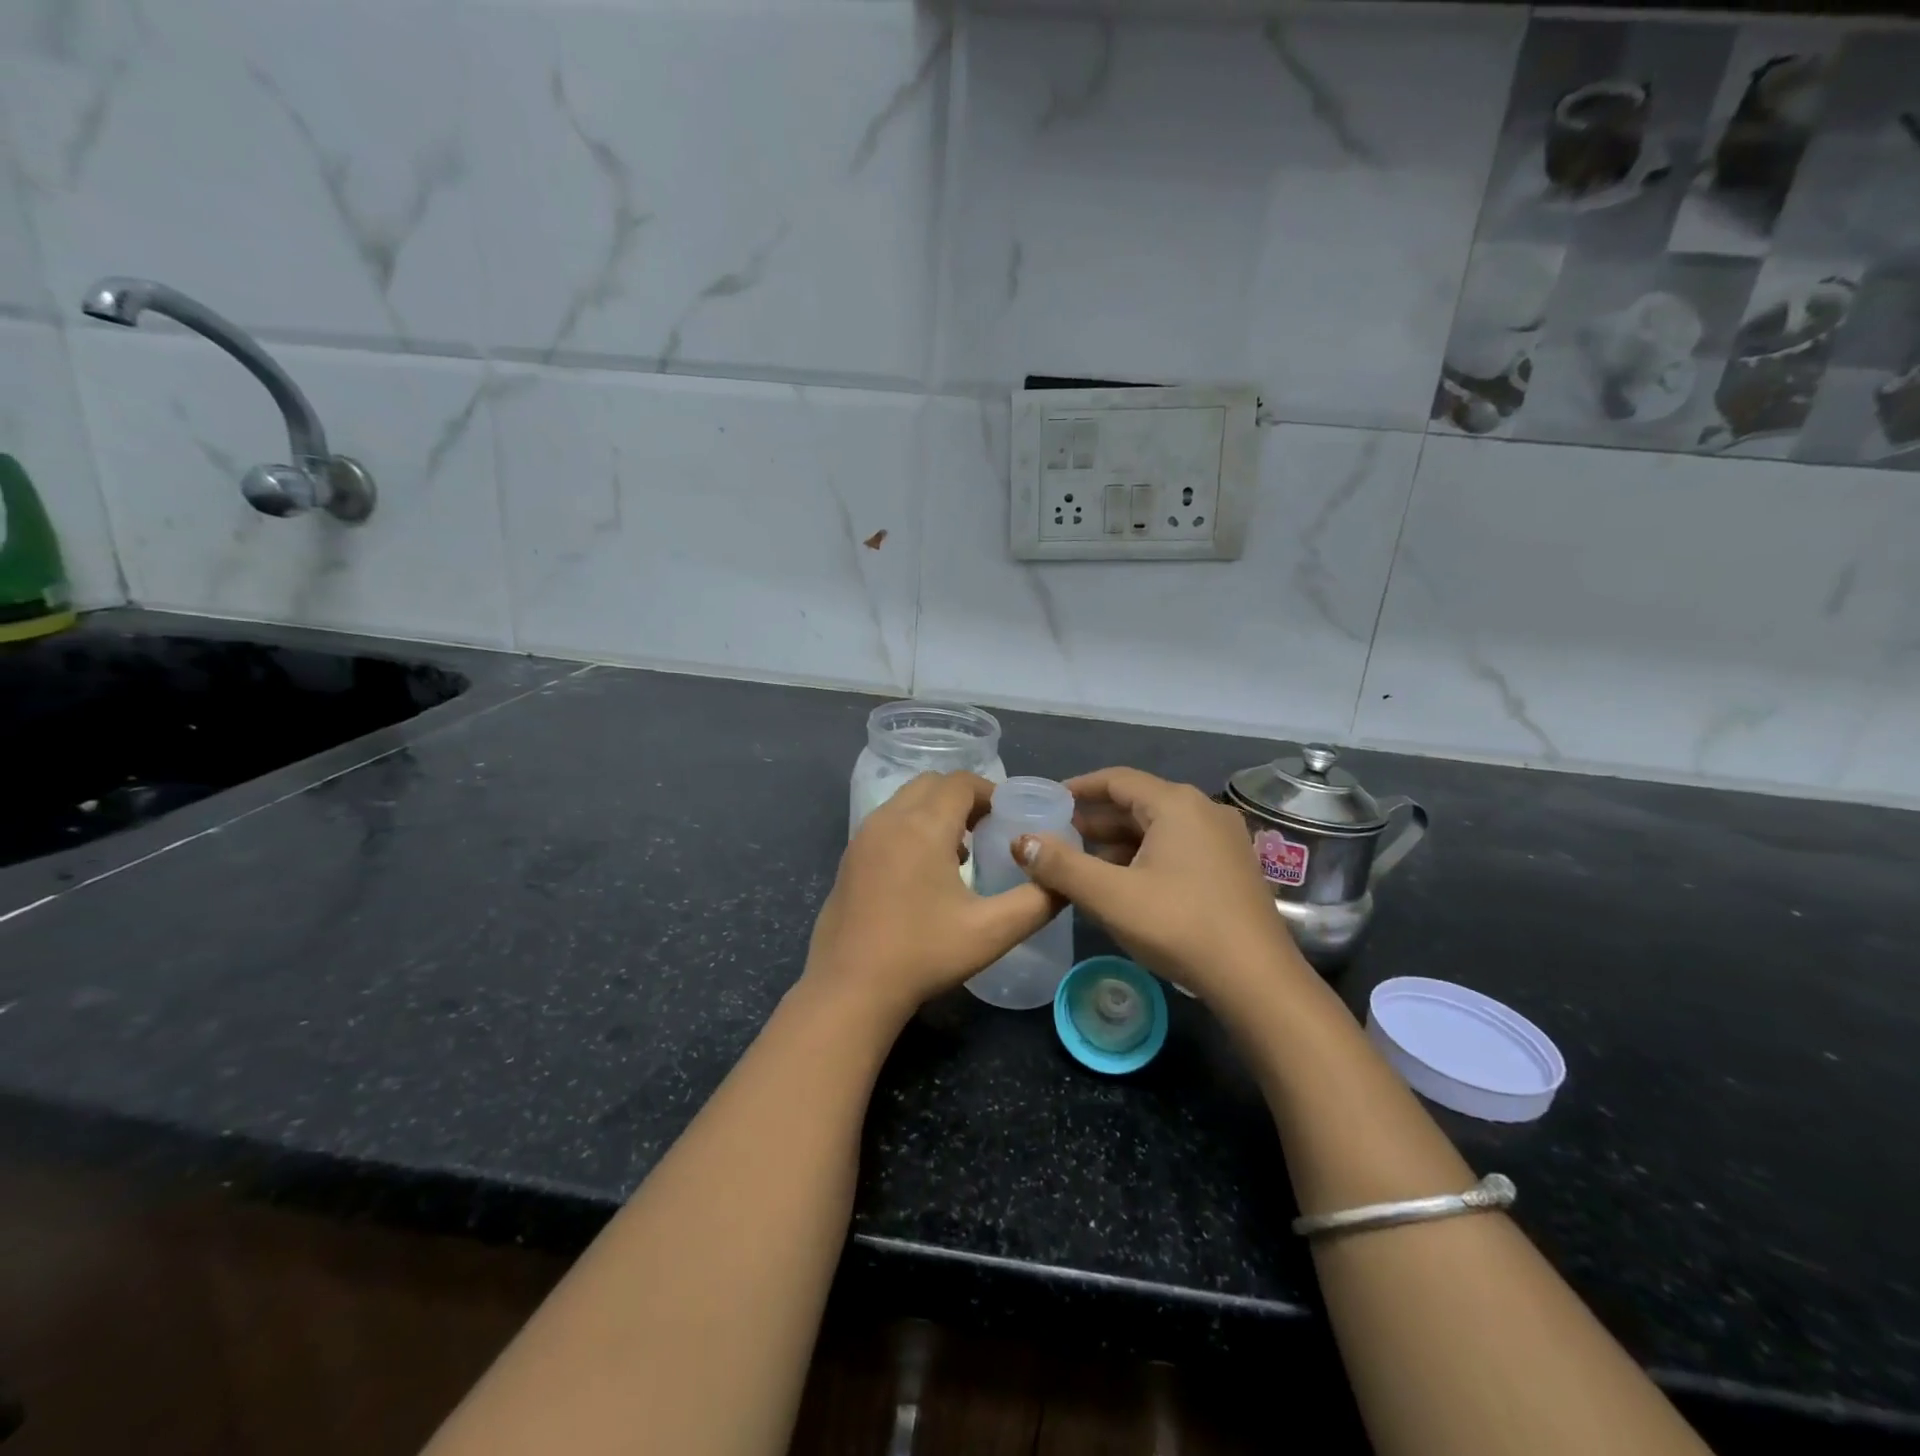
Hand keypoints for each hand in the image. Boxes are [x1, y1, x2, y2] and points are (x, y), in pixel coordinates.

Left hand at [803, 772, 1056, 1025]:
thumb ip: (1037, 901)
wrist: (850, 988)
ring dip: (936, 811)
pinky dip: (911, 826)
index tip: (1010, 818)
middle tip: (989, 829)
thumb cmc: (923, 954)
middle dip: (964, 797)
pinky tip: (925, 871)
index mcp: (922, 826)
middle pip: (932, 784)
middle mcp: (889, 819)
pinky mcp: (850, 857)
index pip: (960, 783)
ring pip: (906, 800)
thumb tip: (1063, 882)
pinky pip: (887, 822)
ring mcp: (863, 837)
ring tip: (961, 850)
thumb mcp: (991, 932)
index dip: (990, 792)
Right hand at [1011, 767, 1307, 1006]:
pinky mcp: (1232, 866)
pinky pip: (1179, 847)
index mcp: (1176, 804)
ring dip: (1119, 841)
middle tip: (1058, 836)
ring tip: (1083, 862)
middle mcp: (1204, 810)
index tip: (1048, 801)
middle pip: (1138, 802)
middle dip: (1096, 819)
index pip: (1117, 780)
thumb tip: (1021, 841)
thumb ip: (1061, 865)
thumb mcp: (1109, 895)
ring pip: (1159, 827)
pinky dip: (1145, 855)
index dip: (1079, 788)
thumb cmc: (1178, 926)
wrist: (1256, 979)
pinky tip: (1125, 882)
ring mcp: (1223, 839)